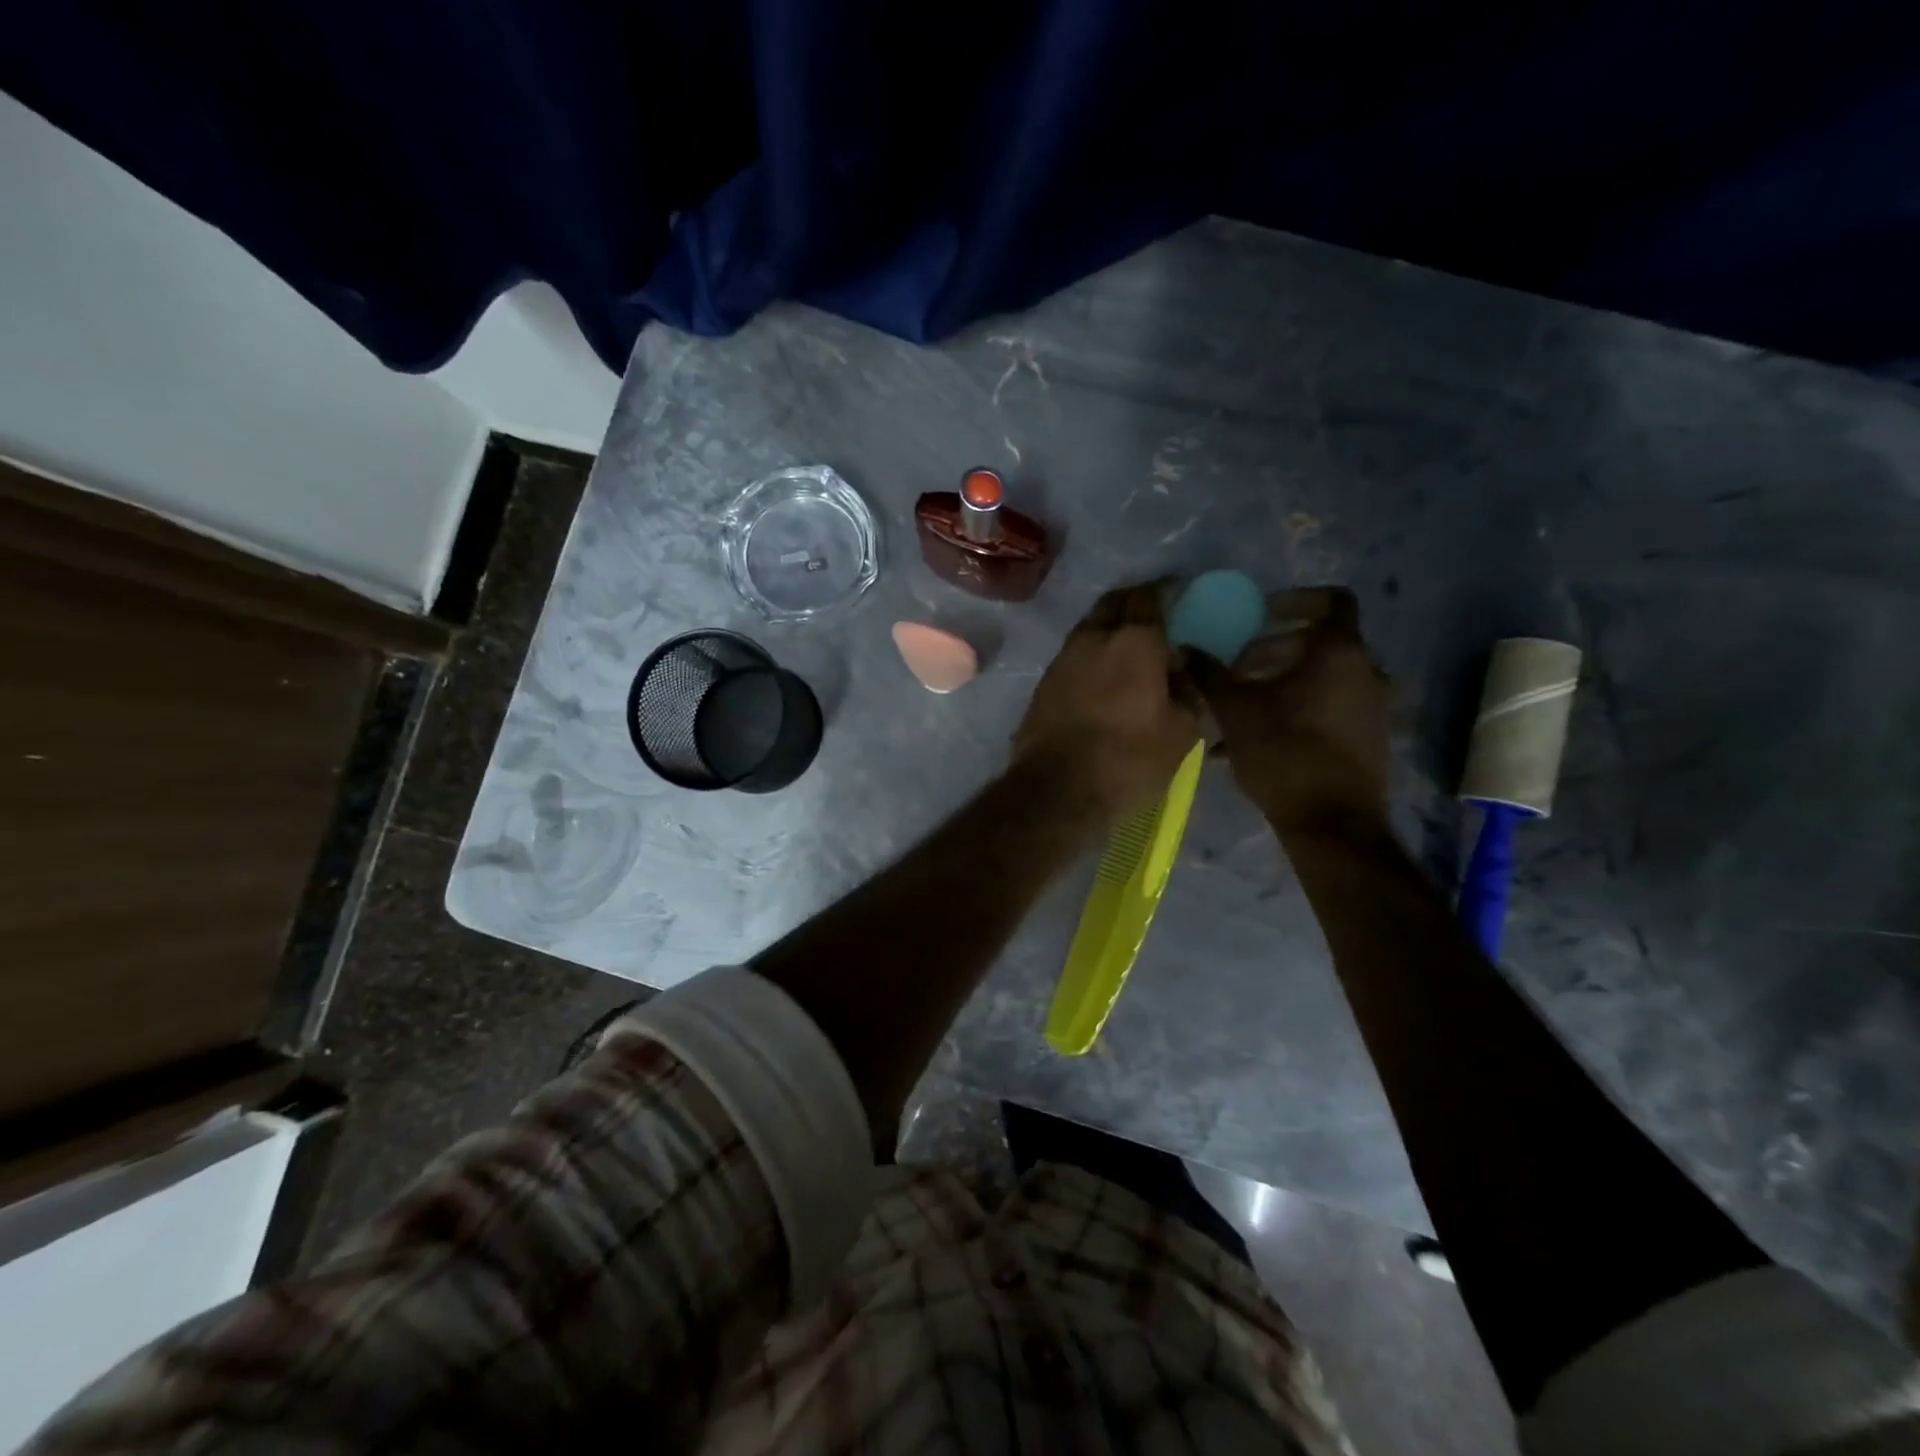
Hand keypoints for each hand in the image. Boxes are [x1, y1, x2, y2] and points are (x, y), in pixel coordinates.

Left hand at [1014, 583, 1200, 821]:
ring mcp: (1062, 660)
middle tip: (1152, 617)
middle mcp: (1093, 638)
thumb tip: (1179, 668)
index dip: (1165, 590)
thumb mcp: (1182, 733)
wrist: (1056, 791)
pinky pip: (1073, 656)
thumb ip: (1187, 691)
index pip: (1149, 596)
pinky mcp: (1042, 684)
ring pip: (1089, 628)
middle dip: (1133, 603)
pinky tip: (1102, 676)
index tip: (1178, 593)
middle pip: (1113, 603)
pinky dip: (1091, 656)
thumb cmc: (1128, 761)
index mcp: (1133, 641)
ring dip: (1108, 630)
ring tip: (1127, 650)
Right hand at [1189, 587, 1390, 839]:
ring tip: (1238, 707)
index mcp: (1338, 653)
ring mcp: (1370, 705)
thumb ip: (1210, 675)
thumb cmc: (1284, 753)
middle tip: (1234, 671)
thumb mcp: (1235, 711)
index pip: (1330, 600)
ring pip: (1319, 679)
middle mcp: (1364, 671)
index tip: (1259, 616)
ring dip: (1279, 684)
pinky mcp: (1365, 736)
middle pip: (1316, 643)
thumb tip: (1186, 648)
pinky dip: (1294, 709)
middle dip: (1270, 651)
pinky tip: (1254, 740)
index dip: (1293, 600)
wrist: (1331, 822)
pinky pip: (1326, 707)